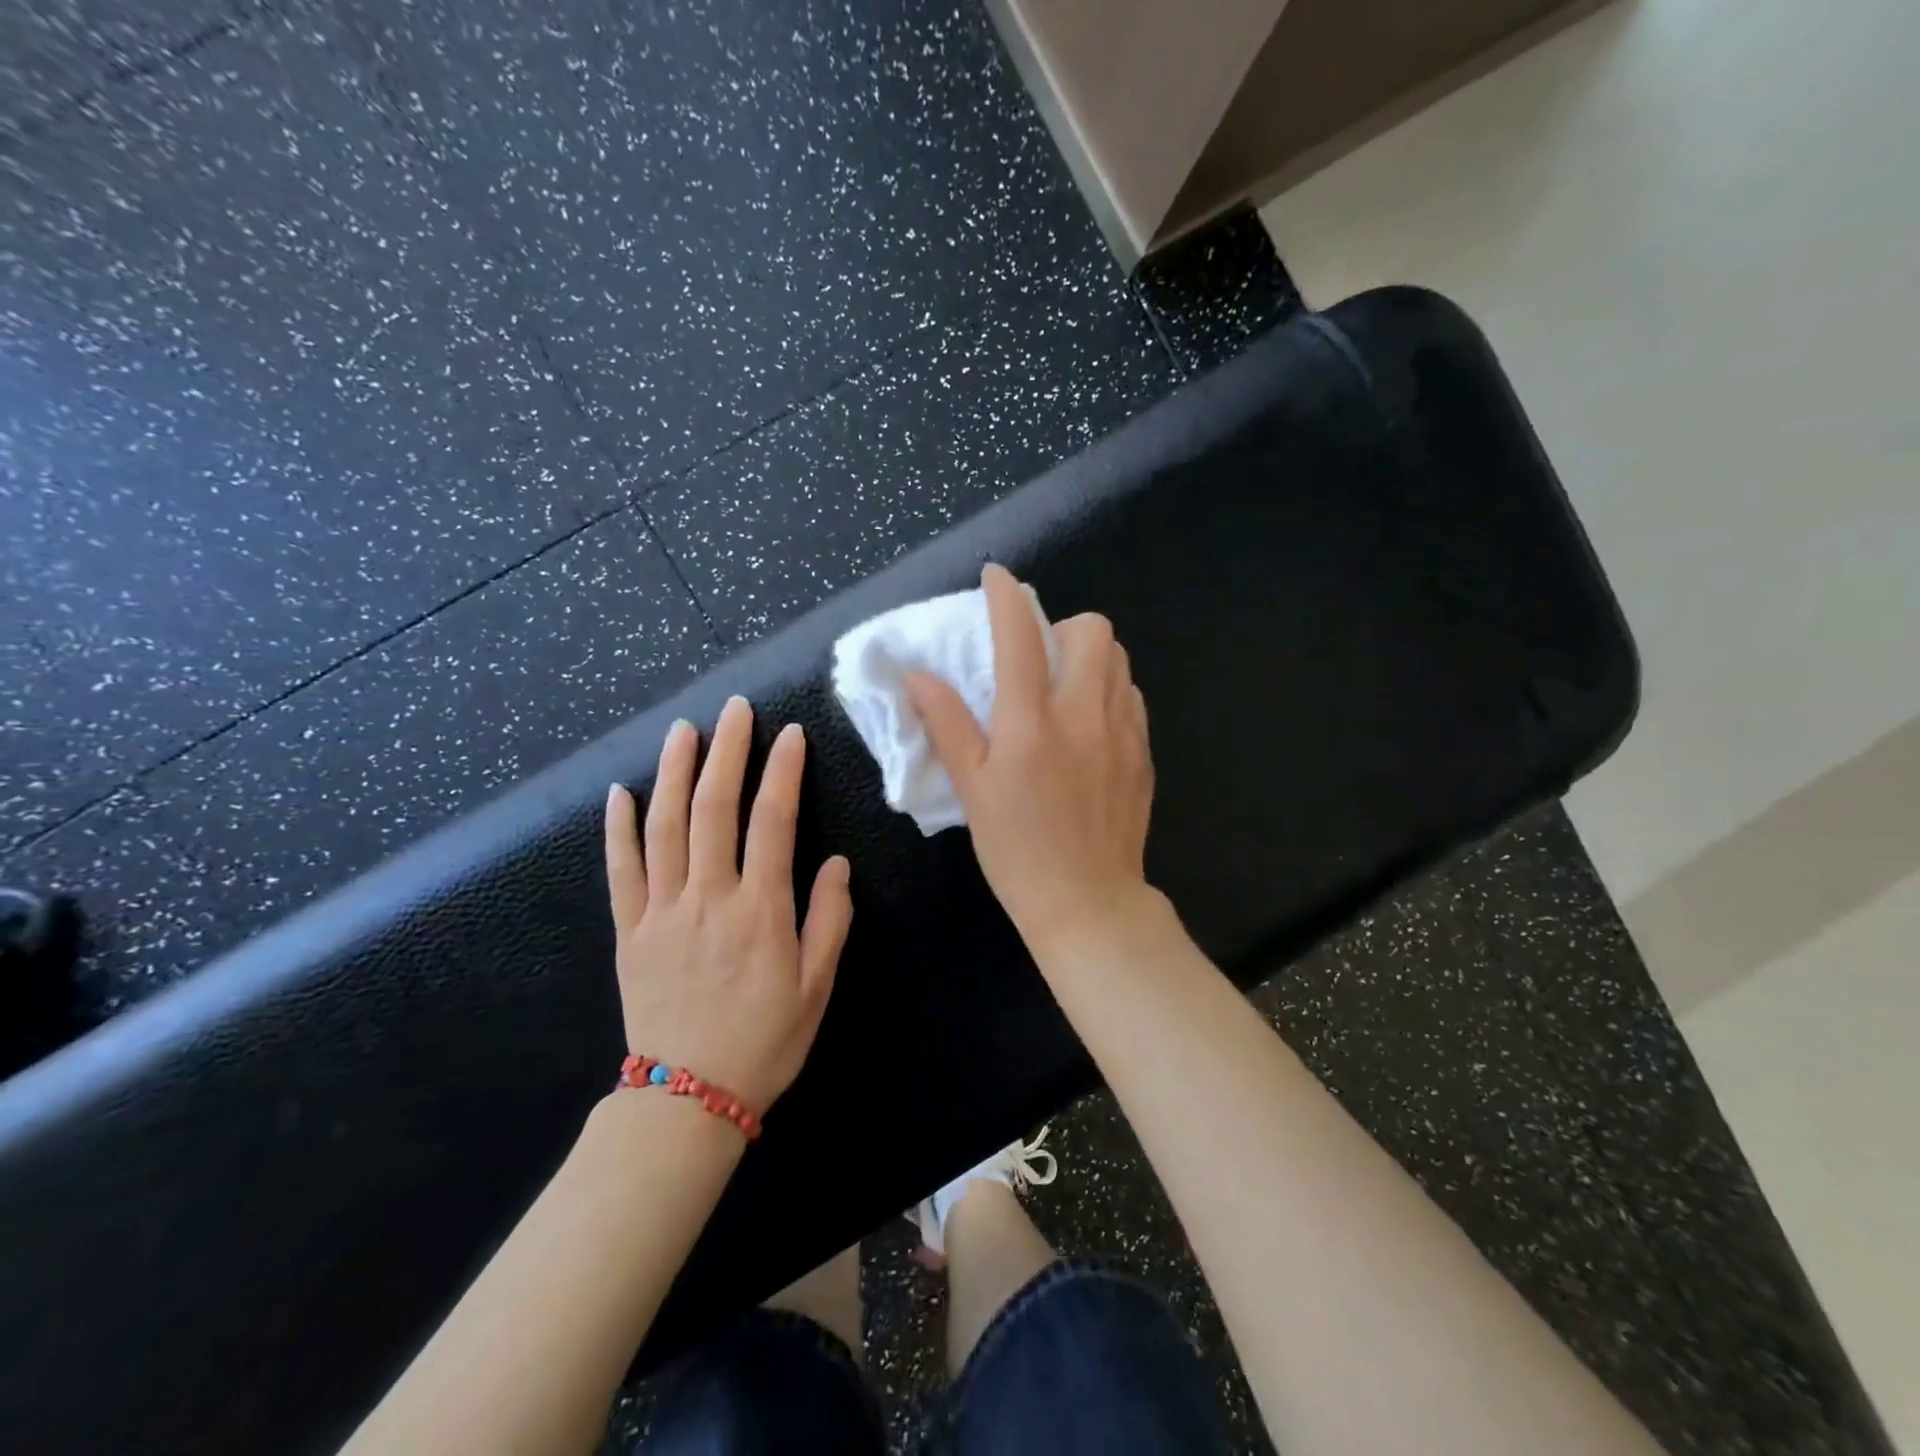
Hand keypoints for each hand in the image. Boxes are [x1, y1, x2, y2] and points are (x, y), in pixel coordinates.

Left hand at [604, 697, 852, 1112]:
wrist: (687, 1099)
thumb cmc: (764, 1041)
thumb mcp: (817, 987)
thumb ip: (828, 920)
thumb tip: (835, 863)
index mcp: (760, 910)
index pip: (773, 821)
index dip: (783, 772)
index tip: (790, 734)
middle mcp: (708, 897)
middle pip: (714, 808)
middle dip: (727, 752)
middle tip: (734, 709)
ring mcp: (661, 911)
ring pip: (664, 827)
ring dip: (673, 773)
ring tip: (682, 730)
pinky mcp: (629, 930)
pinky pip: (620, 871)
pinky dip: (618, 829)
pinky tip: (620, 793)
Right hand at [905, 564, 1155, 963]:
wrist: (1088, 901)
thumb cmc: (1017, 849)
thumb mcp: (971, 788)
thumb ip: (946, 724)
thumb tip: (917, 675)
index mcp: (1031, 721)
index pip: (1019, 635)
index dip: (1005, 595)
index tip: (995, 577)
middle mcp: (1083, 713)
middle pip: (1092, 629)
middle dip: (1062, 625)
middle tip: (1038, 656)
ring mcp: (1122, 731)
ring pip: (1118, 658)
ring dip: (1089, 655)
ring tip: (1064, 686)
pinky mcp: (1143, 752)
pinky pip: (1131, 697)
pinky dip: (1109, 691)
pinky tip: (1090, 724)